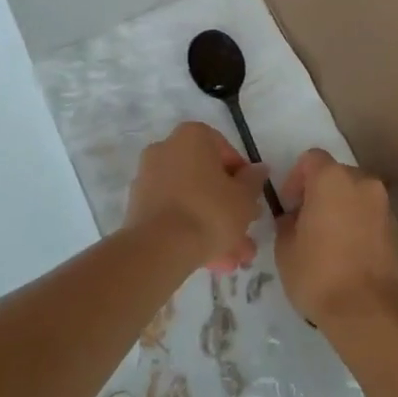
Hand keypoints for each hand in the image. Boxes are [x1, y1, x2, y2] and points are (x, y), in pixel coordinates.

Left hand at [125, 122, 269, 272]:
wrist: (159, 248)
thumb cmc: (209, 211)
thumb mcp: (244, 197)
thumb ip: (254, 180)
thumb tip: (259, 170)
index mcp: (193, 136)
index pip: (226, 151)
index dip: (243, 178)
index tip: (251, 201)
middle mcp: (167, 148)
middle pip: (206, 178)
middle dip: (228, 208)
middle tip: (244, 233)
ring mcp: (149, 177)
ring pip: (191, 199)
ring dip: (213, 226)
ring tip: (231, 259)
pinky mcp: (139, 205)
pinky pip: (173, 213)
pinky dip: (190, 231)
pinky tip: (210, 260)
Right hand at [274, 148, 397, 330]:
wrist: (371, 312)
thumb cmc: (319, 275)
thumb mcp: (285, 250)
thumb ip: (287, 223)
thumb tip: (294, 219)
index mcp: (332, 178)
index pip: (311, 159)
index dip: (296, 178)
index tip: (290, 206)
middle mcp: (362, 182)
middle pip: (337, 175)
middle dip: (321, 194)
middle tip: (308, 224)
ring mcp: (384, 205)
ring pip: (357, 197)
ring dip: (343, 210)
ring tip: (330, 244)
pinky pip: (372, 218)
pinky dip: (360, 227)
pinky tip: (350, 257)